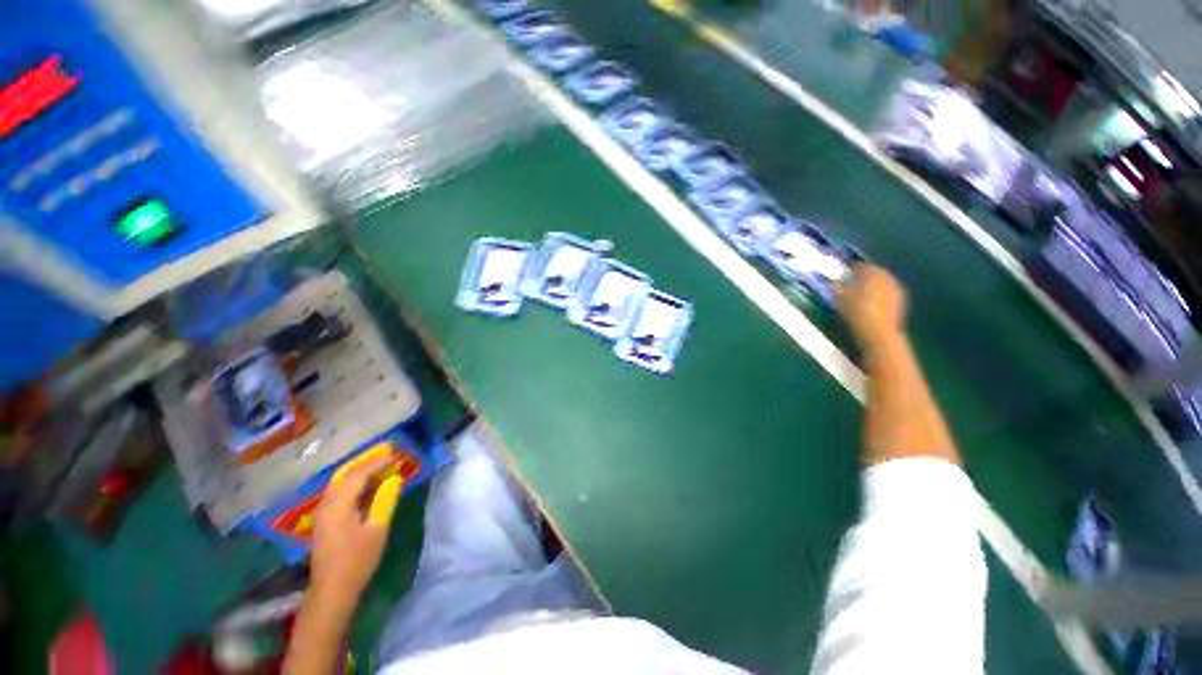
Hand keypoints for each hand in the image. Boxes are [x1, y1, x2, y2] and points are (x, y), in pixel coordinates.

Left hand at [309, 446, 402, 608]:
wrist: (332, 591)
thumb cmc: (357, 560)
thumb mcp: (377, 530)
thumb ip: (385, 501)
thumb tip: (395, 479)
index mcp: (338, 505)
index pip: (358, 474)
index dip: (378, 462)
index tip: (396, 454)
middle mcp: (326, 504)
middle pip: (344, 474)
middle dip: (366, 462)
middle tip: (386, 453)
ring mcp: (322, 513)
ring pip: (340, 483)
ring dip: (359, 471)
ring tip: (379, 465)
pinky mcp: (324, 521)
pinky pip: (338, 492)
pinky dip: (353, 483)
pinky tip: (367, 486)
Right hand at [838, 264, 907, 353]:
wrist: (878, 333)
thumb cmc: (856, 312)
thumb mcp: (839, 297)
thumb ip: (836, 284)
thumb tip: (833, 278)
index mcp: (873, 272)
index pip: (859, 264)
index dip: (848, 267)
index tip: (839, 271)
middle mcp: (887, 277)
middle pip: (871, 272)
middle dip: (860, 275)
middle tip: (847, 281)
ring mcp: (896, 289)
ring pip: (879, 282)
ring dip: (869, 285)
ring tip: (856, 293)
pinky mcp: (900, 302)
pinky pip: (885, 293)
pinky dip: (876, 294)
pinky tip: (867, 303)